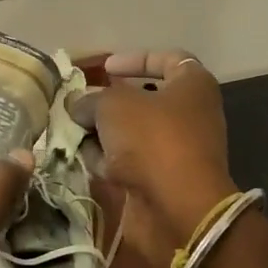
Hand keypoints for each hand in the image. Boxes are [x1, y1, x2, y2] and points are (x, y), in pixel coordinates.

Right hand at [71, 50, 239, 267]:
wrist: (178, 207)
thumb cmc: (152, 139)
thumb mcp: (113, 106)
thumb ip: (91, 99)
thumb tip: (76, 104)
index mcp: (193, 85)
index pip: (167, 59)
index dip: (134, 59)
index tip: (105, 69)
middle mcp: (192, 114)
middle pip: (145, 99)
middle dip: (110, 101)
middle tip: (82, 104)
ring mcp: (179, 149)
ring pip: (134, 132)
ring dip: (104, 133)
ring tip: (74, 132)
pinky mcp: (165, 180)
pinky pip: (132, 161)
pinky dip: (110, 160)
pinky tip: (86, 160)